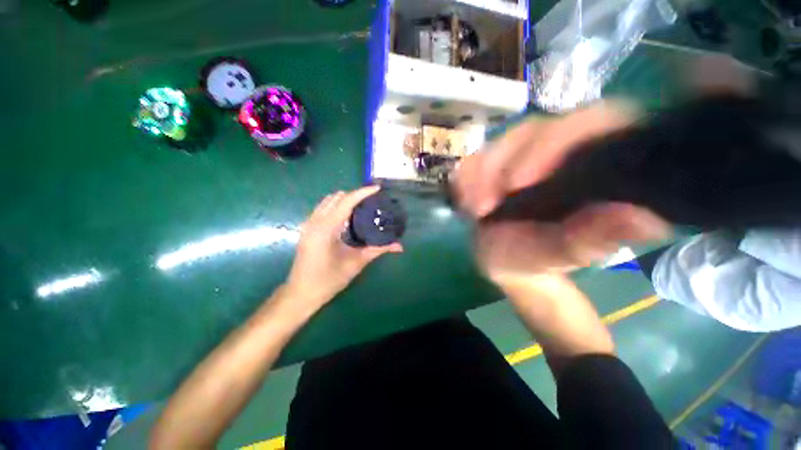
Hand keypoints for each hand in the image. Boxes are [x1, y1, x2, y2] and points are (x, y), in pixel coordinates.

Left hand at [284, 186, 402, 309]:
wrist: (302, 293)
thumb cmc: (329, 280)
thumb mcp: (356, 263)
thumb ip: (378, 250)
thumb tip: (399, 246)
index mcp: (326, 228)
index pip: (346, 202)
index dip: (363, 192)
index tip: (377, 188)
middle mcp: (315, 221)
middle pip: (336, 197)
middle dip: (354, 195)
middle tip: (371, 201)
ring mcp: (308, 224)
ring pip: (327, 201)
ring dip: (344, 200)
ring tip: (361, 207)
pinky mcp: (307, 229)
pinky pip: (323, 209)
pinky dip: (336, 207)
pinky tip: (347, 218)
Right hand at [455, 102, 669, 282]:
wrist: (504, 260)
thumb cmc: (536, 259)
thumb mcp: (560, 255)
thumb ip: (593, 239)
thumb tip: (646, 219)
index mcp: (596, 165)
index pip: (595, 122)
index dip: (556, 143)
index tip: (517, 184)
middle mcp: (562, 150)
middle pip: (537, 129)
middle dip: (503, 165)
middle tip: (483, 208)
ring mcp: (524, 154)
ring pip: (502, 143)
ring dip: (480, 176)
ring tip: (475, 212)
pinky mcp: (495, 163)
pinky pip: (476, 158)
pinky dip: (466, 179)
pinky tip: (466, 203)